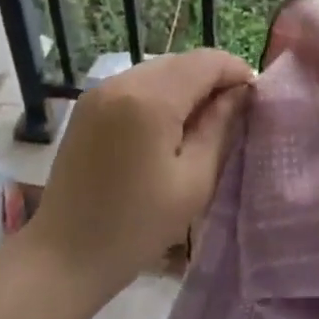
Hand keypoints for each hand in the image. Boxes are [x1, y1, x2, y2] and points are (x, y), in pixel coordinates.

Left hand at [28, 49, 253, 288]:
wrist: (64, 256)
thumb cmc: (137, 226)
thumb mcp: (194, 181)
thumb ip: (219, 127)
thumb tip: (239, 93)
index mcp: (150, 99)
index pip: (205, 62)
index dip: (235, 71)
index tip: (254, 98)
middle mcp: (122, 82)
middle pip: (181, 61)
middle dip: (212, 79)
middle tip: (232, 114)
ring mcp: (100, 91)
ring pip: (158, 70)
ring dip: (186, 86)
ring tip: (201, 123)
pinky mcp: (88, 105)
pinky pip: (136, 84)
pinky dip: (159, 94)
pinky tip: (167, 127)